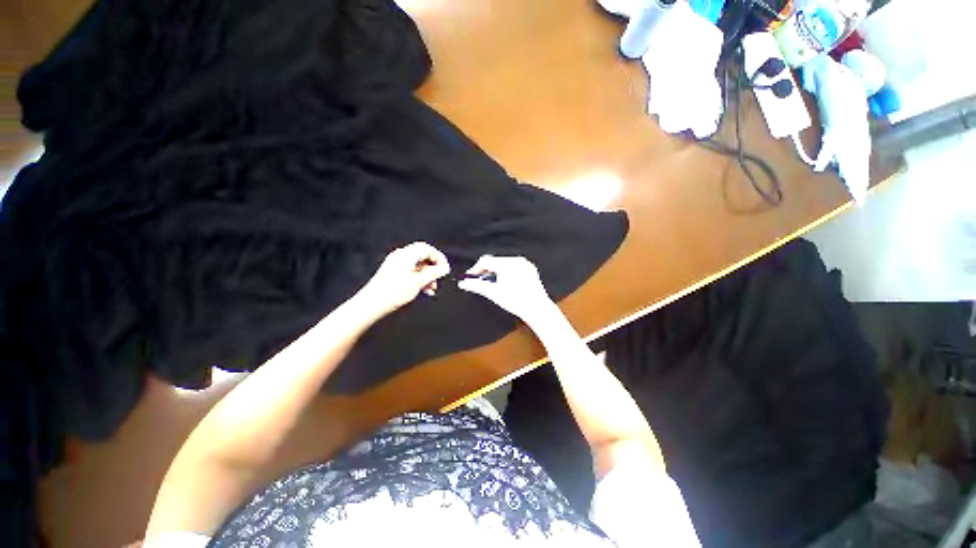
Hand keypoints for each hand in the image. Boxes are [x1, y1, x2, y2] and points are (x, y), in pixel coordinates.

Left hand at [357, 242, 449, 316]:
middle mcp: (401, 256)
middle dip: (433, 268)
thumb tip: (443, 269)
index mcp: (406, 255)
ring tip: (431, 287)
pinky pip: (412, 271)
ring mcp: (396, 264)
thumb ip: (433, 273)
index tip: (445, 268)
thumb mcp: (418, 282)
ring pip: (418, 265)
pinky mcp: (394, 272)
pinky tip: (424, 289)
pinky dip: (420, 278)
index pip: (427, 249)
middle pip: (423, 257)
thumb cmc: (391, 292)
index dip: (439, 258)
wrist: (373, 303)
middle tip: (439, 278)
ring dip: (427, 275)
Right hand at [458, 255, 557, 325]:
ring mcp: (525, 264)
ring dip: (495, 272)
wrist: (537, 309)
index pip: (486, 261)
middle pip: (495, 262)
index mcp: (507, 263)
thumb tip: (463, 283)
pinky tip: (504, 283)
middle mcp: (517, 260)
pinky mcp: (530, 269)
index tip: (469, 277)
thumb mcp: (493, 293)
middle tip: (479, 281)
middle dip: (485, 271)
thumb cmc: (516, 301)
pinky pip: (514, 267)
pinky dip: (506, 273)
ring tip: (491, 283)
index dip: (475, 269)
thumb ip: (476, 286)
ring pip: (504, 264)